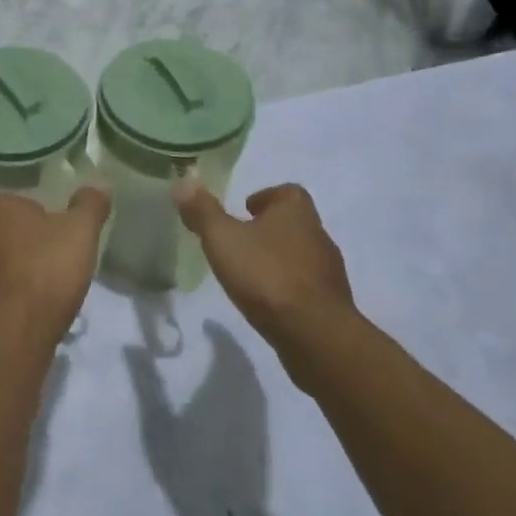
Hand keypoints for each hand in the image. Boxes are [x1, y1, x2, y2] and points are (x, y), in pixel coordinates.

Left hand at [0, 189, 110, 350]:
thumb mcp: (81, 230)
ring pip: (4, 261)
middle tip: (62, 258)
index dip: (49, 216)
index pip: (25, 202)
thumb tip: (98, 185)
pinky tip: (36, 307)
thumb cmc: (47, 269)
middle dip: (34, 243)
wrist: (15, 333)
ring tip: (52, 286)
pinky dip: (16, 295)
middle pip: (13, 232)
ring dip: (23, 270)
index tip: (67, 233)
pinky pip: (0, 290)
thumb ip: (90, 205)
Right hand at [174, 182, 355, 352]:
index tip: (245, 210)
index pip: (288, 192)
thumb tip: (183, 181)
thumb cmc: (266, 275)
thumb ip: (202, 211)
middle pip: (295, 223)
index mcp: (296, 212)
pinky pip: (307, 286)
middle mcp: (318, 235)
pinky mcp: (332, 303)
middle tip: (241, 241)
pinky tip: (268, 302)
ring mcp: (329, 271)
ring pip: (302, 255)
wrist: (315, 334)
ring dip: (279, 259)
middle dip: (270, 229)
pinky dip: (289, 288)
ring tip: (250, 274)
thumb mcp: (223, 239)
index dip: (266, 197)